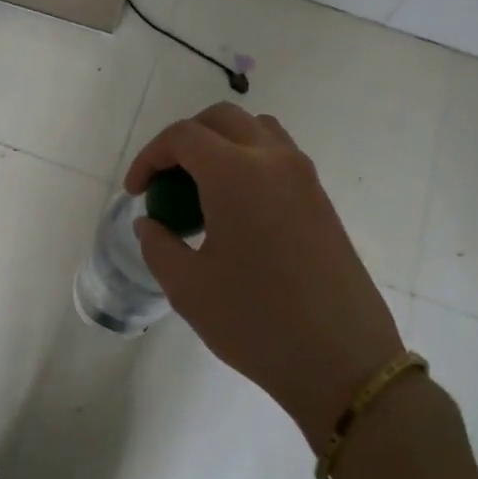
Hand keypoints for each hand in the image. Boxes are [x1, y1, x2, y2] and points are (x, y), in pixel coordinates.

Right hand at [124, 103, 404, 451]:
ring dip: (221, 145)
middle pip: (221, 119)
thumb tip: (151, 223)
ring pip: (255, 130)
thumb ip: (158, 245)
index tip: (136, 192)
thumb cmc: (255, 322)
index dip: (149, 157)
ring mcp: (304, 177)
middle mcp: (274, 160)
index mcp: (236, 174)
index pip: (183, 136)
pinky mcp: (321, 199)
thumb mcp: (188, 287)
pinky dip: (248, 162)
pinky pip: (278, 156)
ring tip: (201, 190)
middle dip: (183, 141)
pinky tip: (235, 210)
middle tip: (164, 182)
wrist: (341, 359)